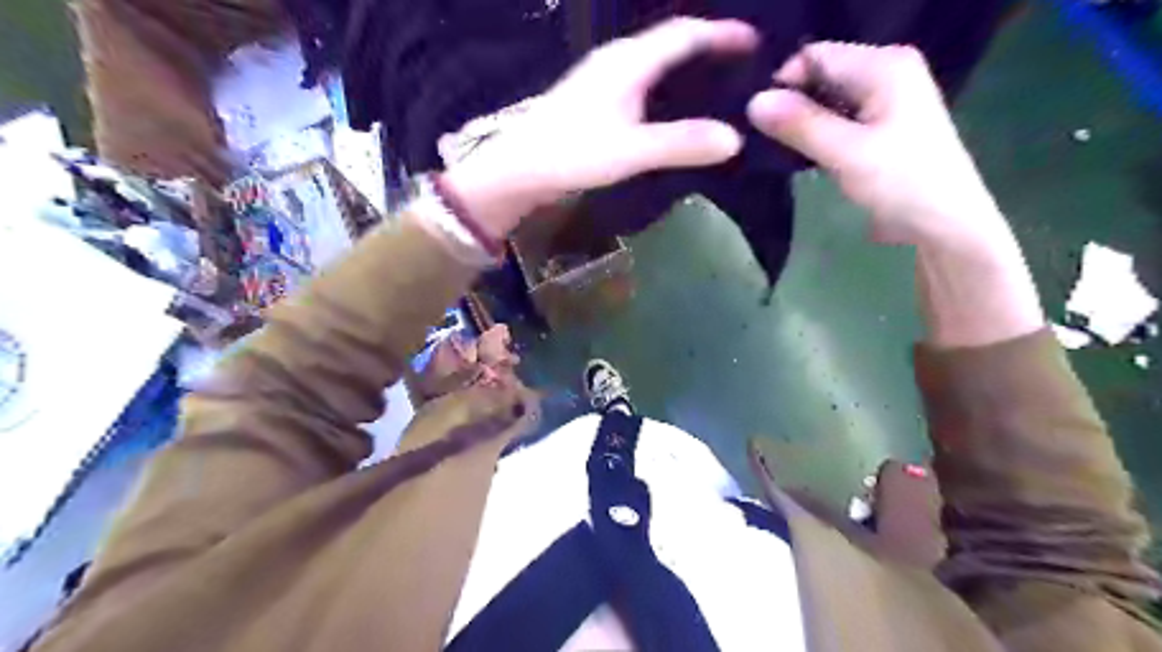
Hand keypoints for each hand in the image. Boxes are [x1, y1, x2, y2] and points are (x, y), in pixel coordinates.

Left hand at [442, 17, 758, 237]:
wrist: (518, 169)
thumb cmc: (572, 154)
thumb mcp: (631, 150)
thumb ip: (681, 143)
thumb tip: (735, 139)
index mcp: (628, 61)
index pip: (684, 33)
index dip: (721, 32)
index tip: (755, 40)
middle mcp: (616, 60)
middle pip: (670, 41)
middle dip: (707, 47)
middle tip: (741, 64)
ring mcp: (602, 78)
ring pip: (654, 60)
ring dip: (685, 66)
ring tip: (715, 84)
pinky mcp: (594, 98)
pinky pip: (641, 80)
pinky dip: (665, 86)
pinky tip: (671, 107)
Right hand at [750, 43, 1003, 245]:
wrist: (943, 225)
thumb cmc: (901, 184)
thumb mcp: (845, 153)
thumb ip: (799, 124)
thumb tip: (752, 102)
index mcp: (884, 65)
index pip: (815, 55)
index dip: (783, 82)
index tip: (760, 121)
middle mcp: (885, 72)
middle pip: (819, 76)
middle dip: (790, 103)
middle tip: (762, 138)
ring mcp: (883, 100)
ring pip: (825, 100)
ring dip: (801, 123)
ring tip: (777, 149)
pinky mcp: (878, 126)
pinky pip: (836, 119)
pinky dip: (816, 134)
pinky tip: (801, 156)